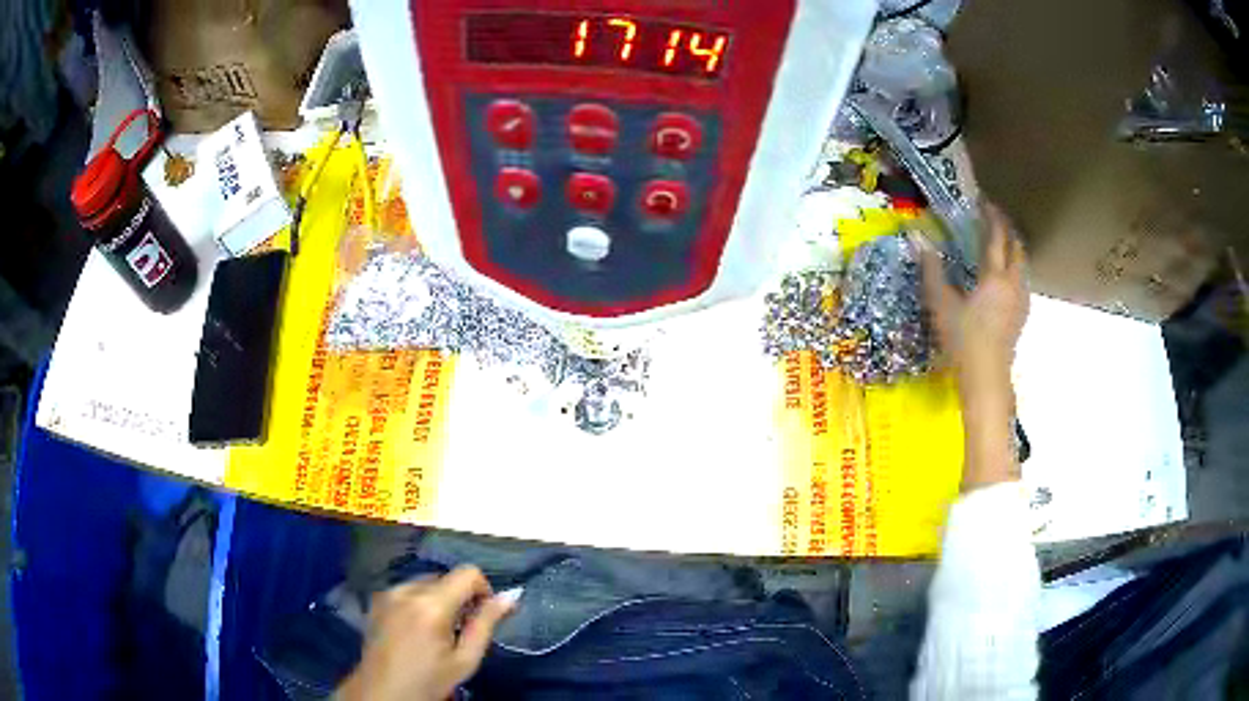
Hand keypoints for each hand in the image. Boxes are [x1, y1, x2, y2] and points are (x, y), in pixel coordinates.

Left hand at [337, 566, 514, 700]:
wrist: (383, 692)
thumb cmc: (429, 681)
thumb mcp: (465, 659)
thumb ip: (486, 624)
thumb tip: (510, 596)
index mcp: (431, 604)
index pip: (467, 573)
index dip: (483, 590)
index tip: (482, 616)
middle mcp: (406, 590)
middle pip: (446, 577)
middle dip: (460, 598)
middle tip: (461, 630)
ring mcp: (388, 593)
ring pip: (426, 582)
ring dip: (438, 599)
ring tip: (437, 632)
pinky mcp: (376, 600)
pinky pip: (406, 590)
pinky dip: (418, 602)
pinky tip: (416, 630)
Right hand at [919, 203, 1028, 397]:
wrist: (986, 378)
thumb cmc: (963, 340)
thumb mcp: (941, 304)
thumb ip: (931, 270)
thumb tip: (917, 238)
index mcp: (994, 276)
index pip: (996, 236)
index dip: (991, 216)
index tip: (983, 201)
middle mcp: (1013, 283)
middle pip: (1016, 247)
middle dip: (1007, 229)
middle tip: (995, 218)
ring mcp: (1020, 301)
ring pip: (1022, 264)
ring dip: (1014, 249)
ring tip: (1002, 244)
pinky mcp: (1021, 316)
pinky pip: (1022, 281)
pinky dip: (1015, 269)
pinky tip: (1006, 278)